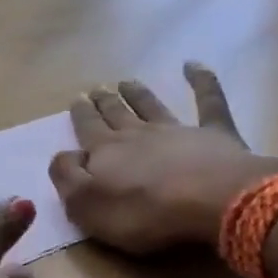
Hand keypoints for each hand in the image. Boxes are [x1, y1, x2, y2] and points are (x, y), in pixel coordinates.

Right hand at [50, 62, 277, 253]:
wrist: (209, 200)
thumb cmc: (143, 212)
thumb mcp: (87, 205)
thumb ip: (67, 178)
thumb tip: (63, 155)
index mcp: (106, 152)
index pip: (88, 129)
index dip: (81, 115)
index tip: (77, 100)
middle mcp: (138, 134)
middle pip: (117, 114)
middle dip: (104, 102)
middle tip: (97, 89)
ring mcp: (178, 130)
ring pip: (152, 106)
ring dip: (138, 93)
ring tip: (127, 82)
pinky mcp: (215, 134)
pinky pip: (208, 101)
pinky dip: (202, 81)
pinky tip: (194, 65)